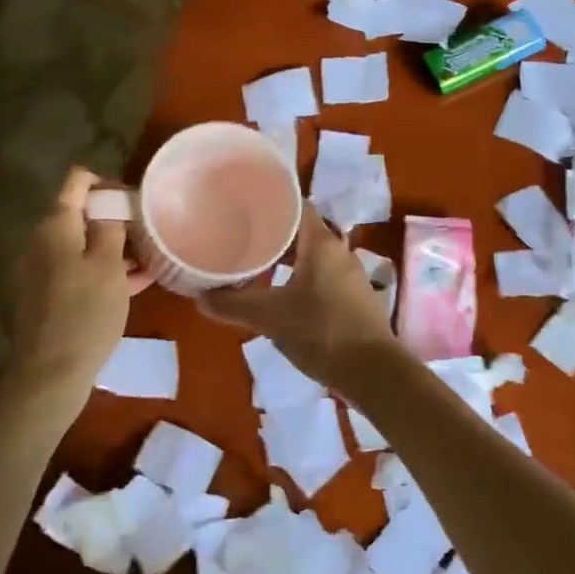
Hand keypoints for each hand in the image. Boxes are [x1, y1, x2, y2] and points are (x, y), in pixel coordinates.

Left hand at [6, 167, 132, 402]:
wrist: (51, 373)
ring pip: (84, 246)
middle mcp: (44, 242)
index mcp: (56, 226)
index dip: (107, 182)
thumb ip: (111, 227)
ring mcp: (44, 270)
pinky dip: (105, 271)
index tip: (134, 199)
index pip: (77, 182)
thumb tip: (110, 204)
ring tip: (151, 259)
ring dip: (115, 248)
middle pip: (82, 215)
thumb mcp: (108, 265)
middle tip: (149, 233)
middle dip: (116, 219)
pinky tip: (137, 282)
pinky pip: (80, 271)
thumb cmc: (85, 313)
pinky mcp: (50, 296)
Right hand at [198, 210, 396, 387]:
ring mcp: (349, 275)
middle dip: (271, 232)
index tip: (242, 205)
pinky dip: (298, 277)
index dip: (270, 202)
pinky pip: (320, 276)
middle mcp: (339, 251)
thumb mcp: (271, 317)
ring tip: (254, 264)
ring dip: (284, 258)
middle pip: (301, 230)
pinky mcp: (353, 298)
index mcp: (321, 243)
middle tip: (239, 235)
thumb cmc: (322, 332)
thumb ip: (234, 305)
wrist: (374, 372)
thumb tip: (200, 298)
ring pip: (311, 255)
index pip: (296, 205)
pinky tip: (279, 294)